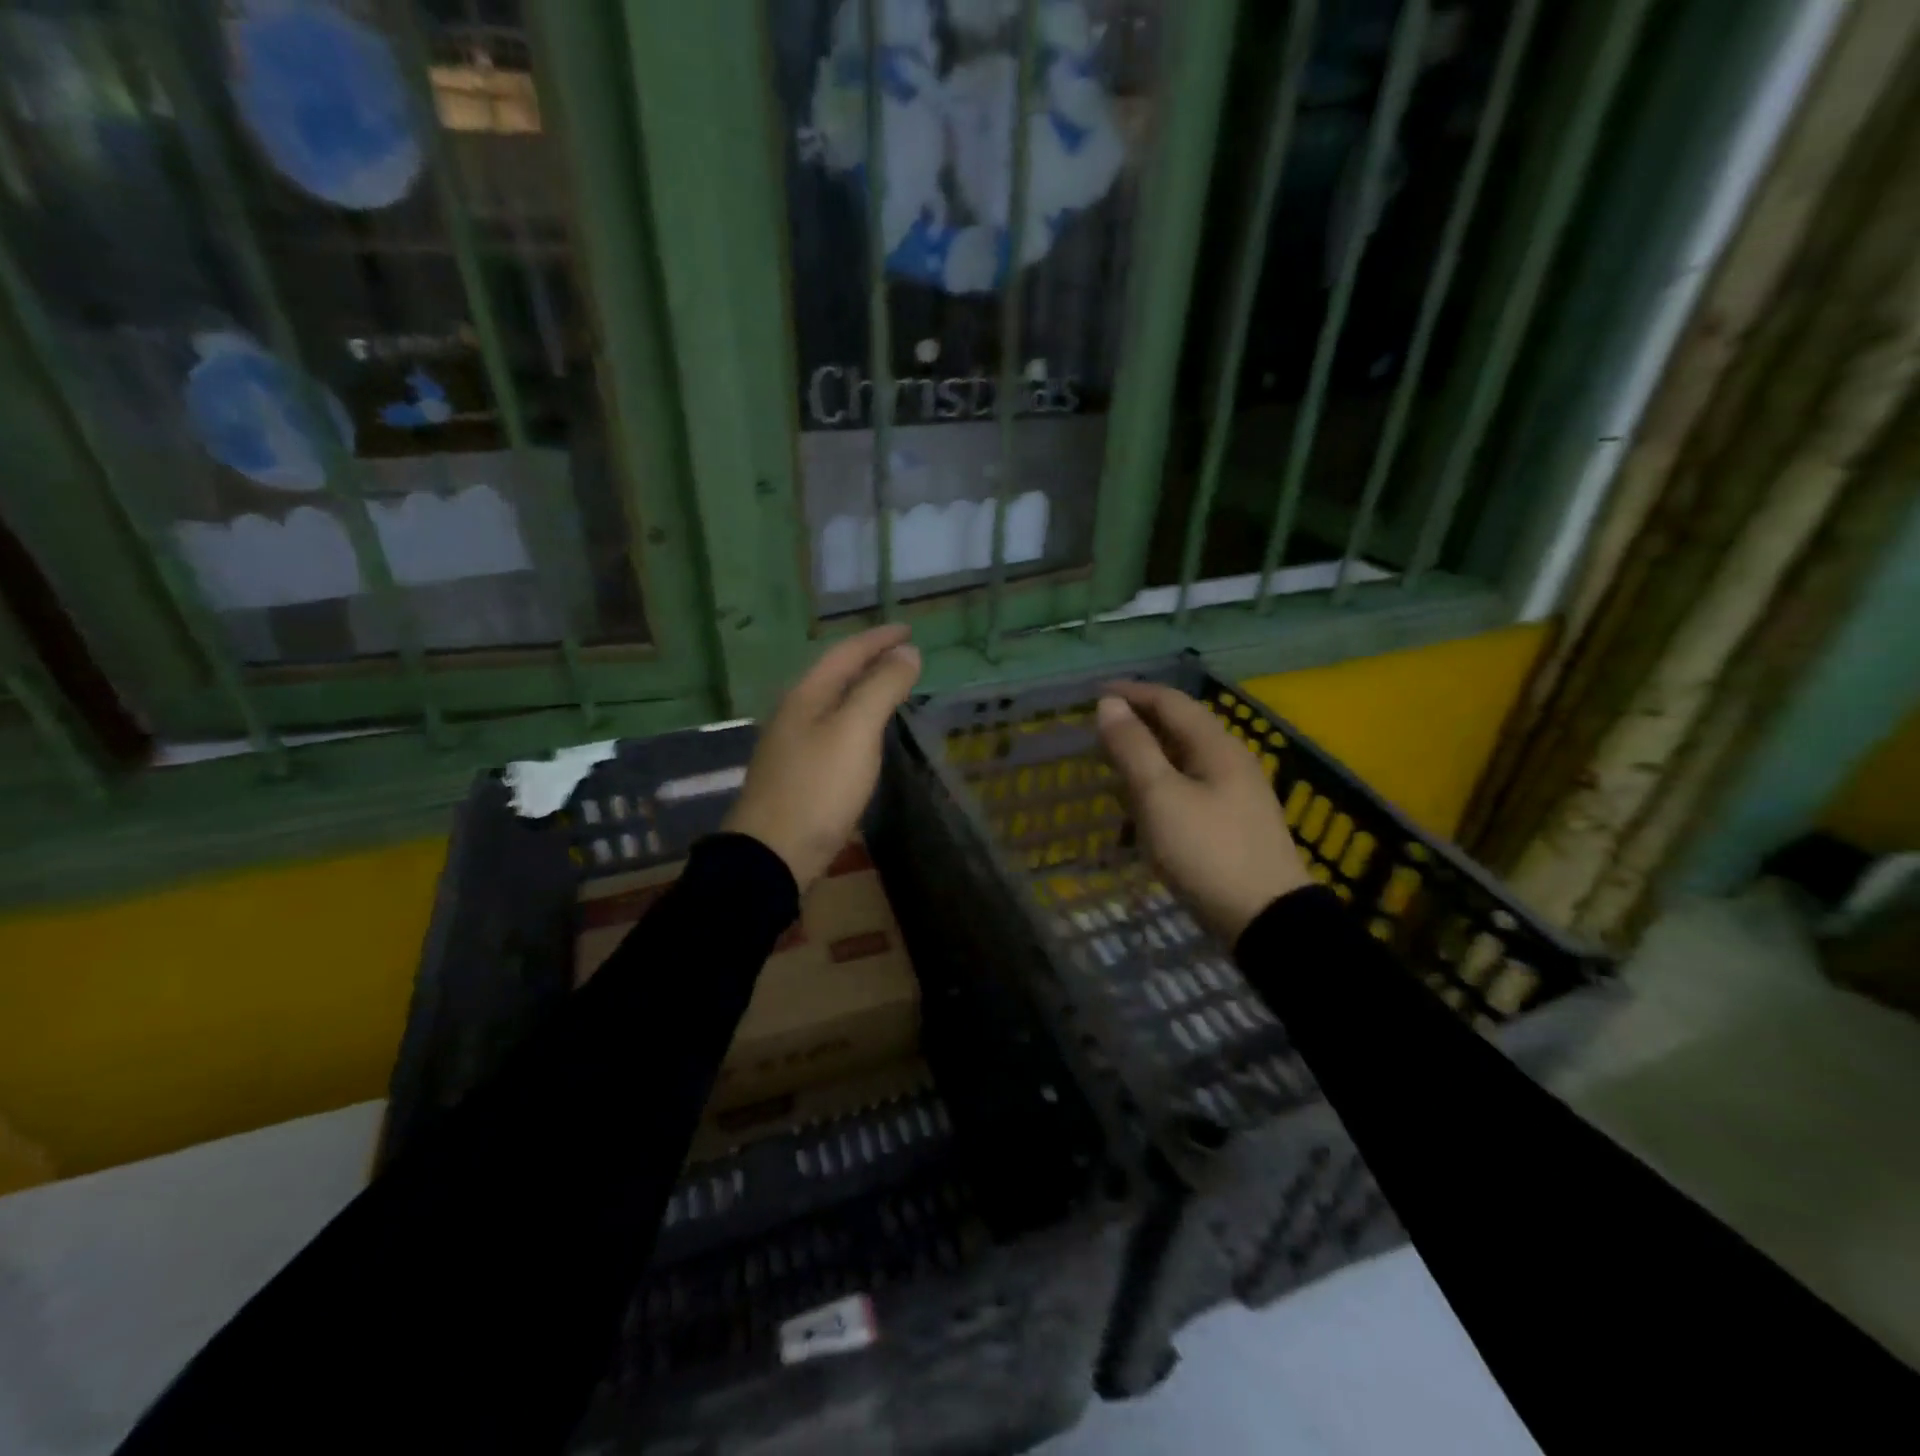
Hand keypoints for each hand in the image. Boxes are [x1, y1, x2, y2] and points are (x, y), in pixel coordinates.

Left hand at [723, 624, 922, 890]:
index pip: (846, 653)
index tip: (909, 630)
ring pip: (833, 702)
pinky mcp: (799, 772)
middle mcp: (795, 712)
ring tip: (891, 685)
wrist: (773, 853)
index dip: (879, 639)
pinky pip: (833, 729)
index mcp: (806, 695)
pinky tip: (866, 733)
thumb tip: (907, 652)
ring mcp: (793, 744)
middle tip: (904, 654)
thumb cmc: (818, 787)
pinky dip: (856, 718)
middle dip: (870, 659)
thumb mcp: (855, 731)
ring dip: (863, 688)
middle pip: (836, 674)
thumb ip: (881, 688)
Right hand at [1095, 681, 1311, 945]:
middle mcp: (1231, 760)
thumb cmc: (1206, 851)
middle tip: (1100, 731)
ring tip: (1114, 765)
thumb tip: (1109, 705)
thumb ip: (1133, 748)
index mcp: (1216, 746)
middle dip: (1139, 722)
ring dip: (1149, 754)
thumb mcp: (1160, 796)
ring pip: (1185, 758)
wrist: (1266, 920)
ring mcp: (1237, 793)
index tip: (1095, 695)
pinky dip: (1161, 782)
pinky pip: (1190, 785)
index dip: (1132, 693)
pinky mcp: (1234, 822)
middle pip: (1180, 726)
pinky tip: (1145, 804)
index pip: (1170, 701)